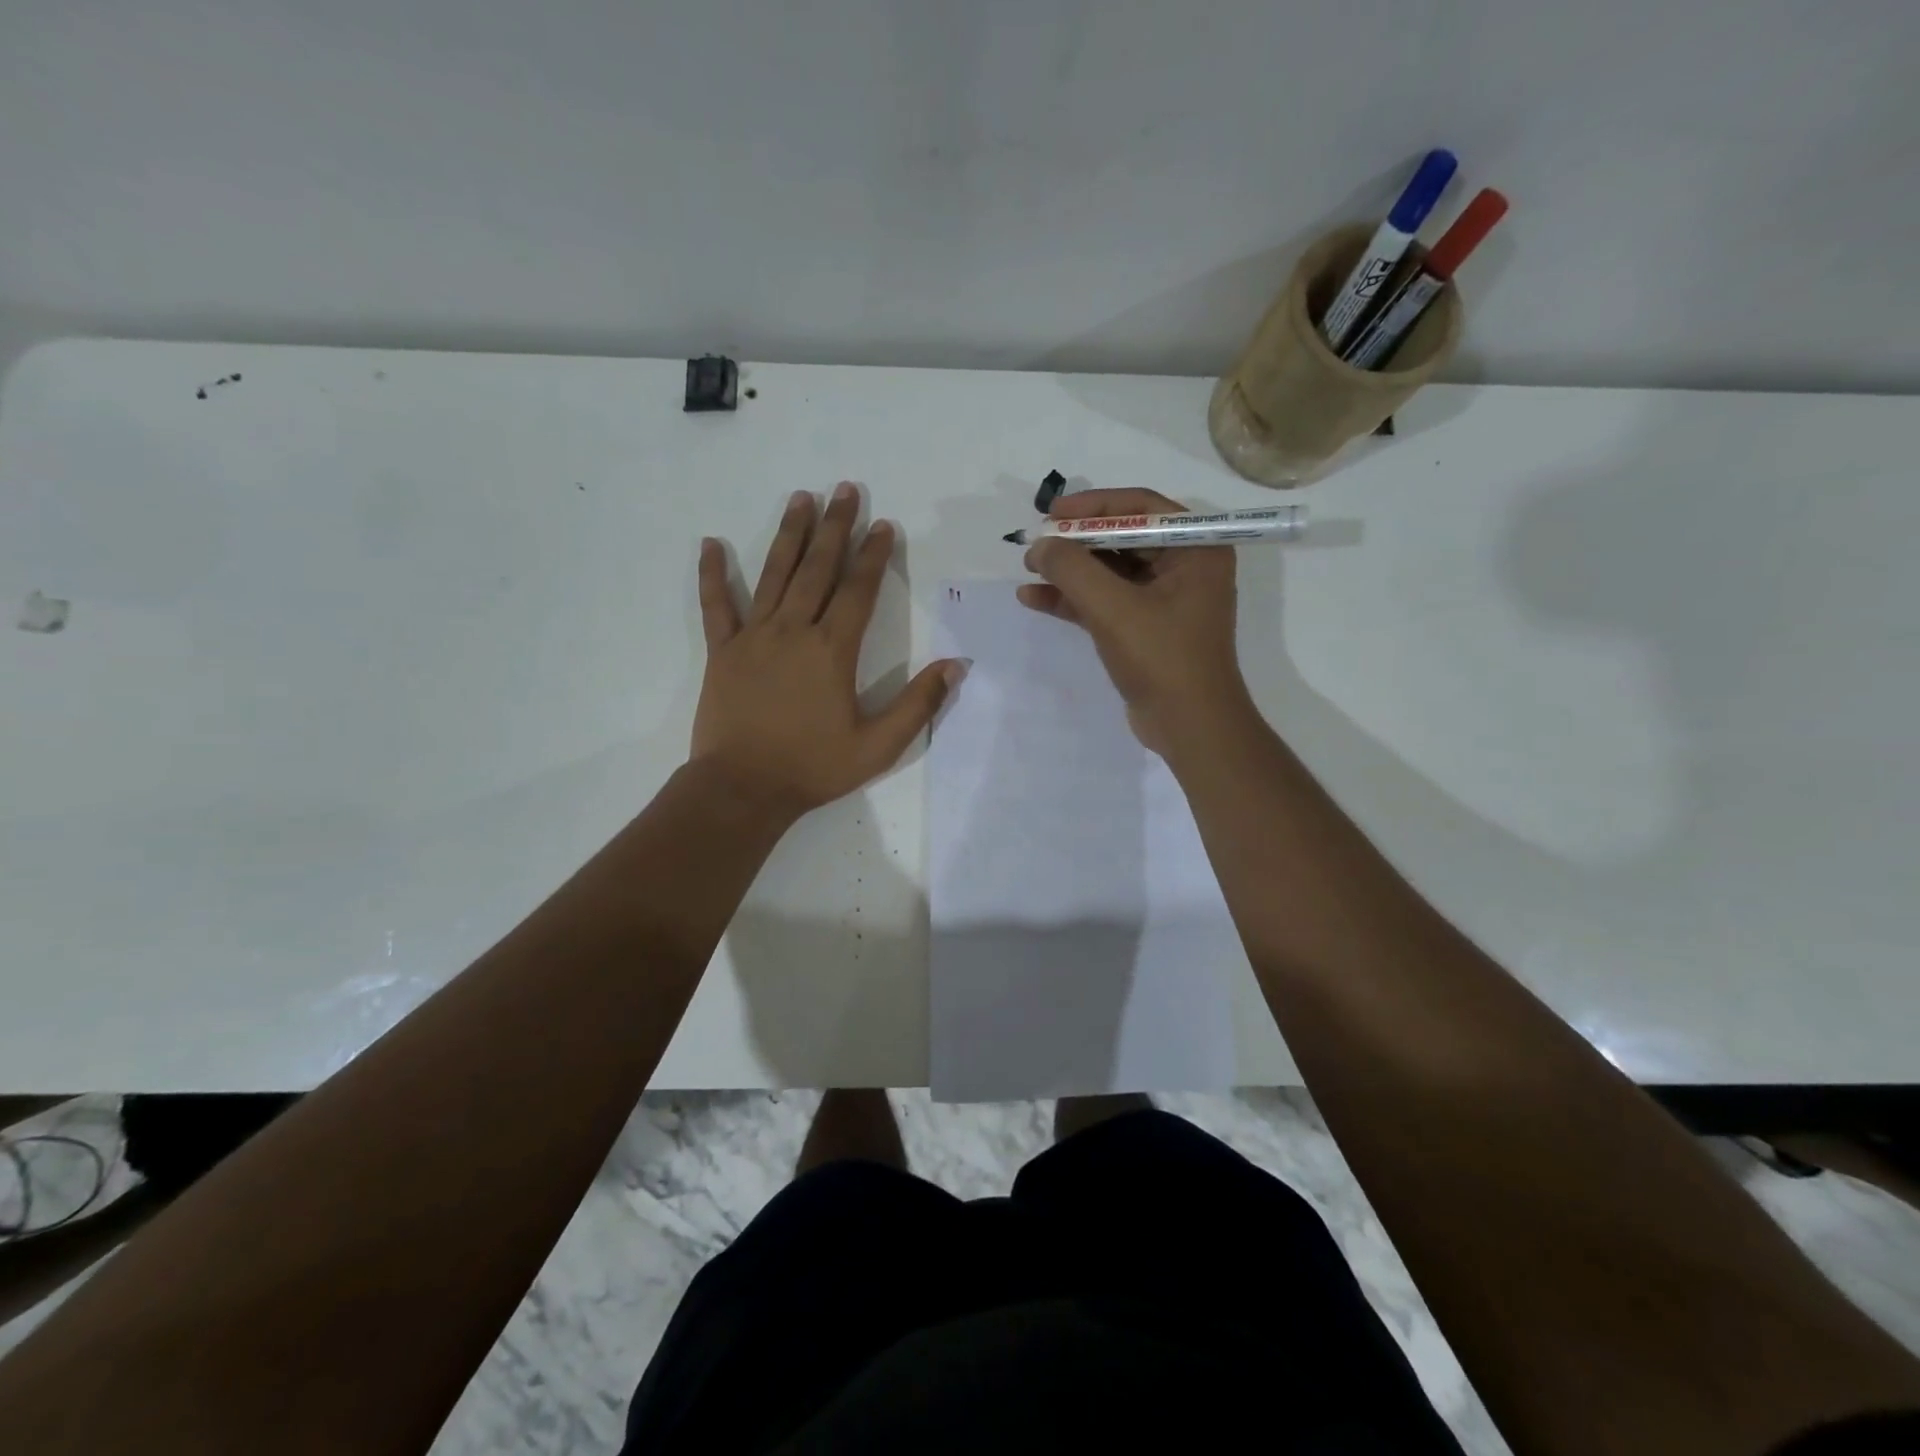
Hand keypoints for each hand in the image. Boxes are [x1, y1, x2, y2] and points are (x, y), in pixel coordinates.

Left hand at [692, 483, 960, 818]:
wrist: (742, 788)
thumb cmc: (813, 768)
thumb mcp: (878, 746)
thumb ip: (919, 704)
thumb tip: (956, 665)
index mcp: (832, 651)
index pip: (858, 590)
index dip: (874, 556)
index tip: (883, 525)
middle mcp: (793, 631)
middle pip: (817, 569)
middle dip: (835, 528)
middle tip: (845, 490)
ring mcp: (753, 637)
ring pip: (774, 574)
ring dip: (790, 535)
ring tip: (801, 498)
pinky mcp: (722, 652)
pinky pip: (716, 606)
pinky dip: (712, 575)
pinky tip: (711, 544)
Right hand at [1017, 488, 1251, 755]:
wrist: (1189, 726)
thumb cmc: (1162, 658)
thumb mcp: (1113, 607)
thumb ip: (1072, 569)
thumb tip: (1039, 546)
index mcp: (1195, 548)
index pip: (1139, 507)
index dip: (1092, 506)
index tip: (1051, 514)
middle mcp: (1185, 565)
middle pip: (1122, 537)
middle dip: (1075, 542)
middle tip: (1036, 543)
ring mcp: (1165, 599)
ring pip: (1110, 571)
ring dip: (1069, 571)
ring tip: (1028, 569)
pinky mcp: (1146, 628)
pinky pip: (1106, 601)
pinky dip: (1074, 599)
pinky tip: (1035, 598)